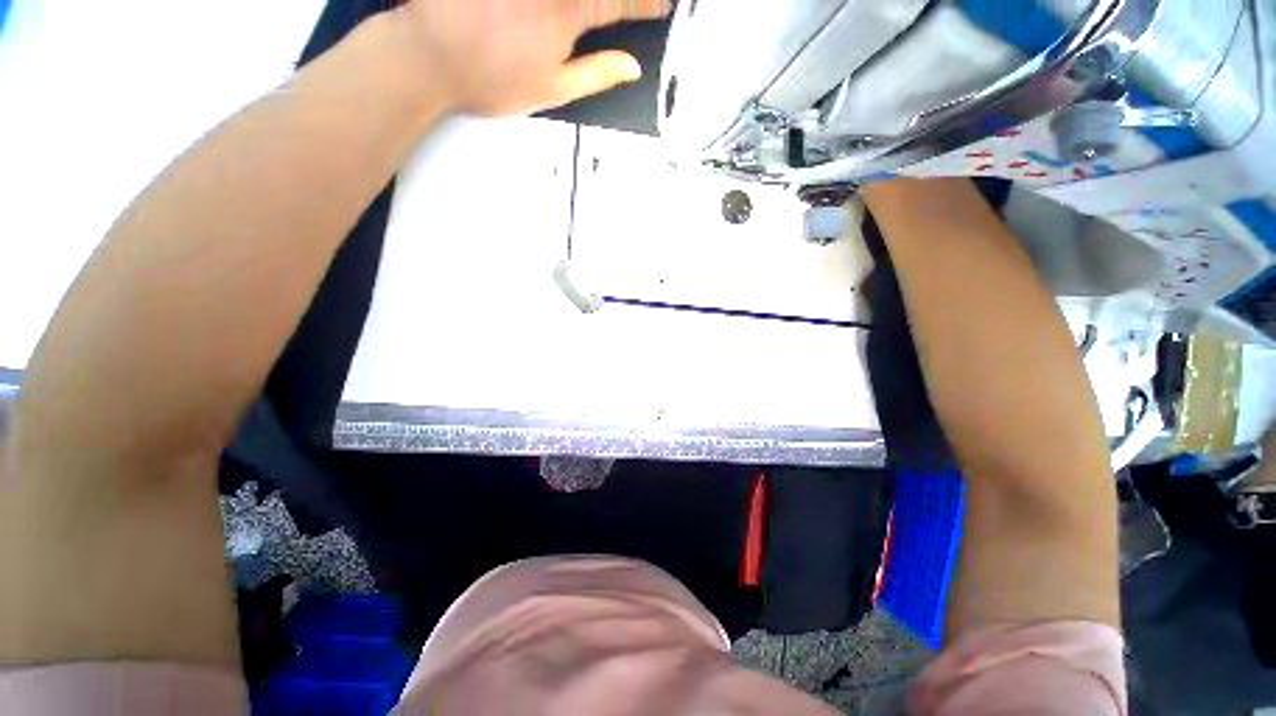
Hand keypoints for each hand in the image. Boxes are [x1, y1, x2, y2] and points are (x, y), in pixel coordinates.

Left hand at [395, 0, 669, 116]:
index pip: (620, 4)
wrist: (429, 57)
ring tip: (596, 9)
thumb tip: (632, 67)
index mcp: (569, 13)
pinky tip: (562, 9)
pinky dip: (564, 1)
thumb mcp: (553, 90)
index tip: (664, 6)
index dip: (646, 5)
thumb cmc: (494, 80)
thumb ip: (597, 74)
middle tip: (638, 4)